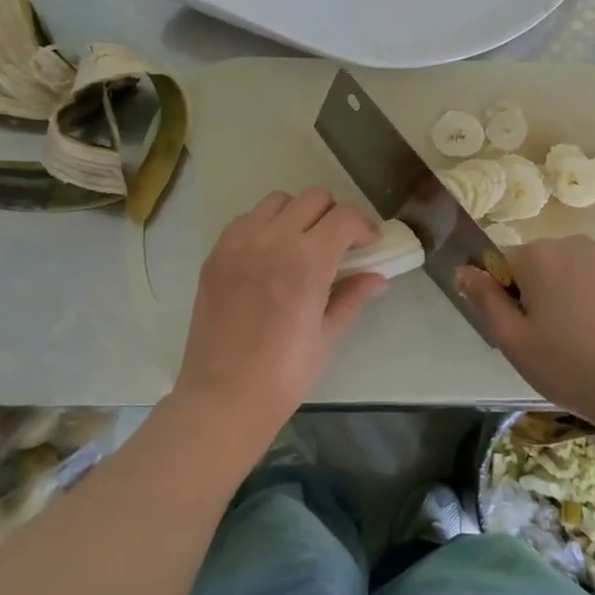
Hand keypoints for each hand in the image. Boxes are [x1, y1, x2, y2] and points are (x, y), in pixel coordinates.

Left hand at [175, 189, 387, 438]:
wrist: (224, 396)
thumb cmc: (285, 374)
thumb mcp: (328, 336)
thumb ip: (353, 297)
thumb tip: (378, 277)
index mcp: (307, 261)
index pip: (344, 217)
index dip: (364, 226)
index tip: (370, 244)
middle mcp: (272, 240)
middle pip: (313, 199)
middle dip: (335, 216)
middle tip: (340, 245)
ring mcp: (239, 244)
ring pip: (278, 201)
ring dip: (299, 214)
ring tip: (303, 245)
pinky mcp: (216, 254)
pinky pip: (246, 220)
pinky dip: (265, 225)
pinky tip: (270, 255)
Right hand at [458, 235, 594, 434]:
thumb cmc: (569, 365)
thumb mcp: (513, 339)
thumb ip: (484, 299)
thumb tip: (463, 270)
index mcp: (539, 254)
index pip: (499, 263)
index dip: (500, 297)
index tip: (515, 330)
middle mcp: (571, 244)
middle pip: (532, 265)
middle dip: (529, 295)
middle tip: (539, 340)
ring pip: (561, 273)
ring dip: (556, 298)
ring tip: (568, 341)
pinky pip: (587, 282)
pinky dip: (583, 303)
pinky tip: (593, 338)